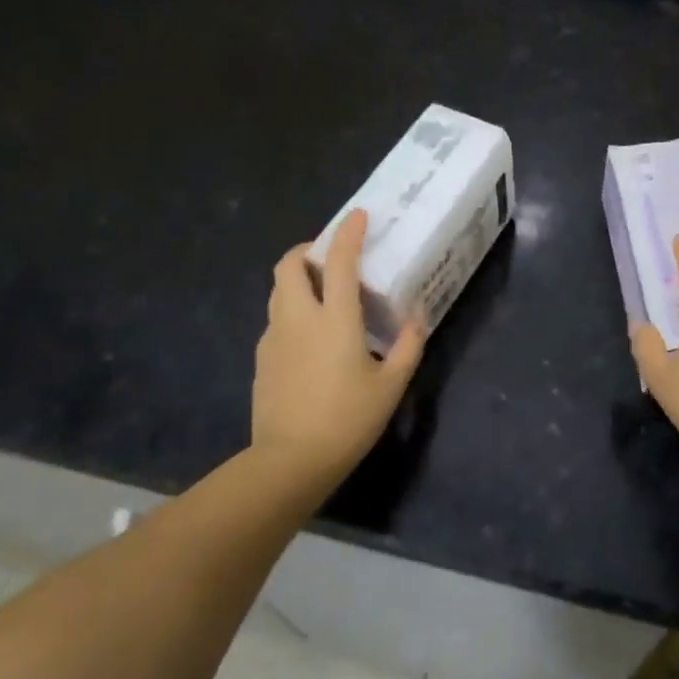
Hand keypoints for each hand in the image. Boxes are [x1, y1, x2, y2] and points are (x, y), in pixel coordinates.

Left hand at [252, 209, 425, 478]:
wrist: (290, 462)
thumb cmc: (347, 420)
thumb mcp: (390, 386)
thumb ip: (407, 346)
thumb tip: (416, 318)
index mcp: (334, 320)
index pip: (338, 262)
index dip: (348, 233)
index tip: (358, 216)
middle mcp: (298, 318)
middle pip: (289, 265)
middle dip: (306, 250)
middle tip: (330, 257)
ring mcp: (274, 338)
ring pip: (278, 291)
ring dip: (297, 280)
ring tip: (322, 294)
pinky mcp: (262, 359)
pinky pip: (276, 319)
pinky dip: (292, 311)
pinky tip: (311, 338)